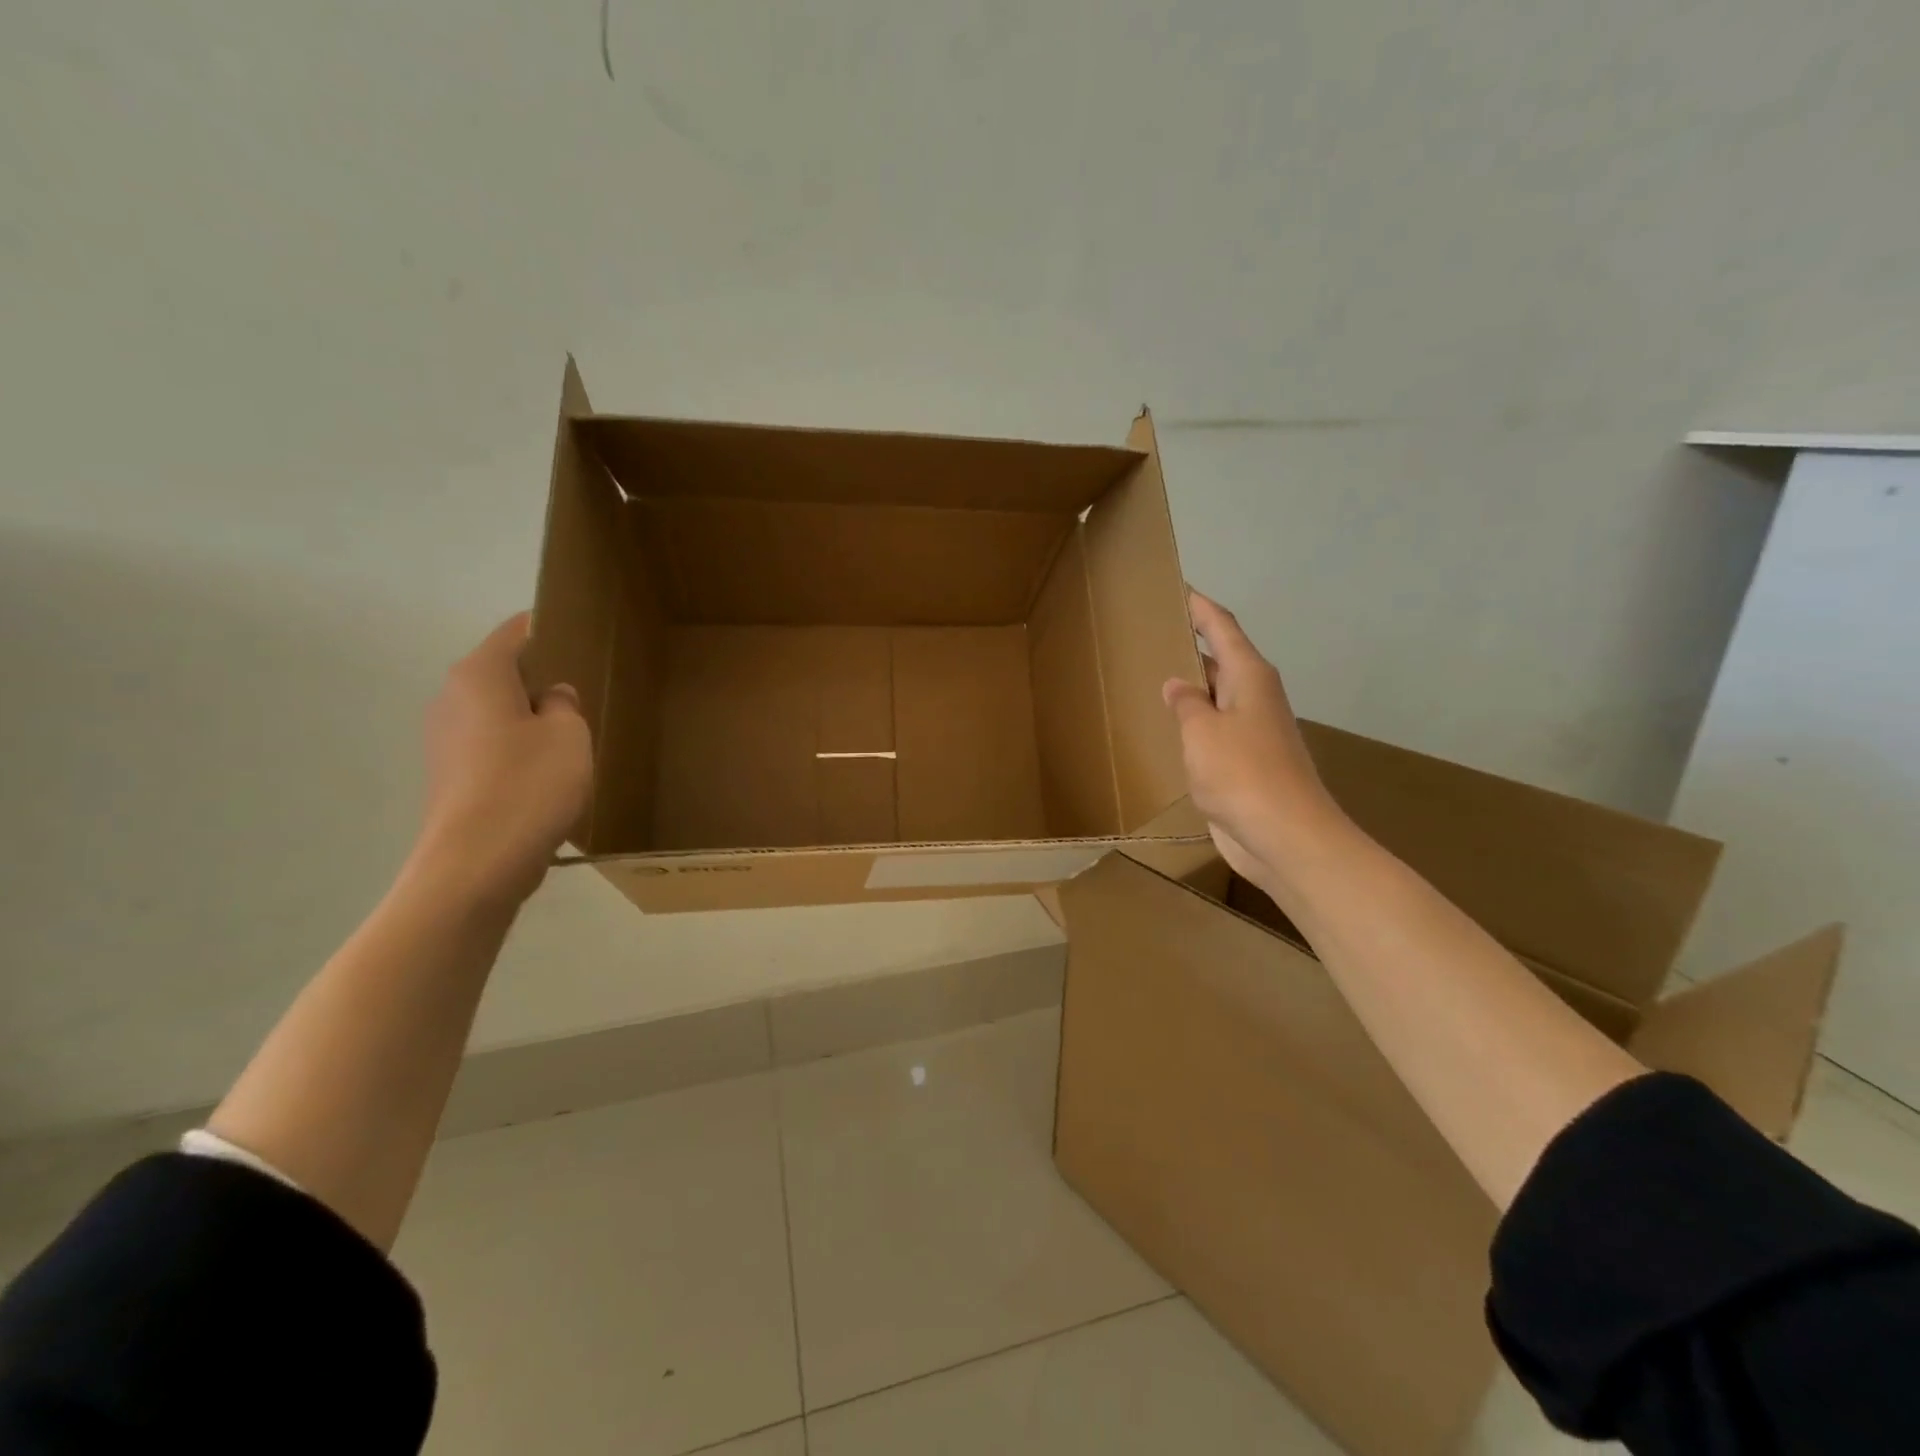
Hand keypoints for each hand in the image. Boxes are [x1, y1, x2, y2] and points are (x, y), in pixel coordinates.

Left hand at [411, 612, 592, 907]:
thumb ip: (565, 704)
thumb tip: (551, 697)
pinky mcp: (449, 777)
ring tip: (571, 741)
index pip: (516, 632)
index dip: (550, 629)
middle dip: (541, 680)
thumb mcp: (570, 734)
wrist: (477, 863)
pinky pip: (490, 747)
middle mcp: (450, 698)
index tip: (583, 639)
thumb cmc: (529, 784)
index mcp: (478, 675)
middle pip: (503, 673)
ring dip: (530, 720)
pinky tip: (546, 776)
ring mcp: (443, 740)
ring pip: (497, 713)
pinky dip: (517, 751)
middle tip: (585, 696)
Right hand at [1162, 591, 1349, 890]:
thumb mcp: (1202, 732)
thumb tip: (1178, 684)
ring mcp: (1254, 731)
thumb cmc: (1242, 773)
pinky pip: (1216, 730)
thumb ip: (1186, 703)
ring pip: (1219, 696)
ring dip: (1194, 686)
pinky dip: (1195, 723)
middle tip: (1154, 632)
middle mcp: (1256, 697)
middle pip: (1223, 658)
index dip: (1200, 606)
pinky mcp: (1248, 763)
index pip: (1222, 627)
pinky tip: (1172, 729)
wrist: (1285, 836)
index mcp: (1250, 677)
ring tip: (1155, 675)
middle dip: (1194, 644)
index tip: (1178, 588)